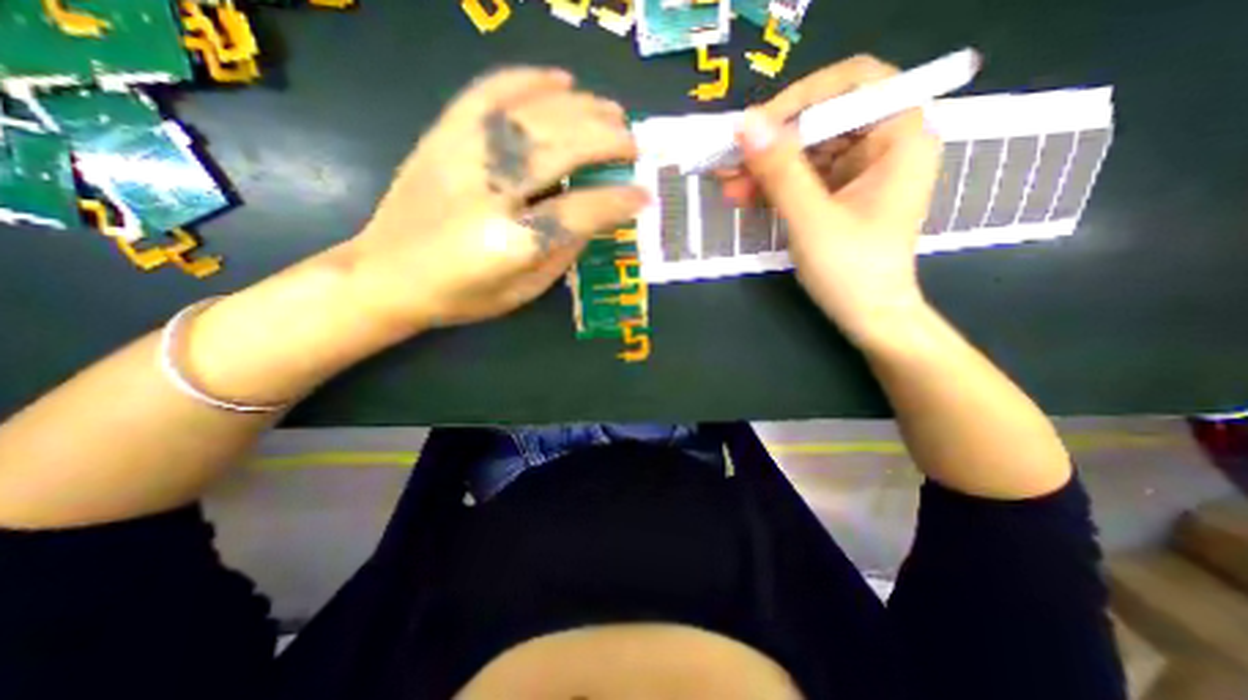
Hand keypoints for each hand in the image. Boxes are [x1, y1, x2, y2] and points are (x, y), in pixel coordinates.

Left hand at [340, 66, 654, 333]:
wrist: (385, 275)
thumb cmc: (461, 296)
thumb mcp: (523, 291)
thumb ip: (562, 251)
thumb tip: (594, 214)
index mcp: (508, 243)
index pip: (578, 212)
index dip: (617, 202)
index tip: (644, 196)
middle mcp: (486, 191)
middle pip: (559, 149)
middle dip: (606, 142)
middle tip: (634, 144)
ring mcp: (460, 155)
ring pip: (531, 115)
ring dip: (580, 109)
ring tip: (612, 111)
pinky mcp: (441, 136)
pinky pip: (487, 92)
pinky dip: (528, 79)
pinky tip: (561, 79)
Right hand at [735, 54, 936, 345]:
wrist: (869, 316)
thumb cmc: (852, 271)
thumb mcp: (811, 219)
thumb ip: (780, 171)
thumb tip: (745, 125)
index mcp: (899, 138)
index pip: (853, 84)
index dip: (801, 97)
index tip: (756, 127)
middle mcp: (884, 145)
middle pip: (823, 120)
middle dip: (772, 141)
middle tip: (728, 158)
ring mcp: (860, 171)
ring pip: (806, 151)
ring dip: (765, 166)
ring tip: (726, 182)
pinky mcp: (840, 194)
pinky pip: (803, 177)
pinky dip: (773, 185)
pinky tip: (743, 194)